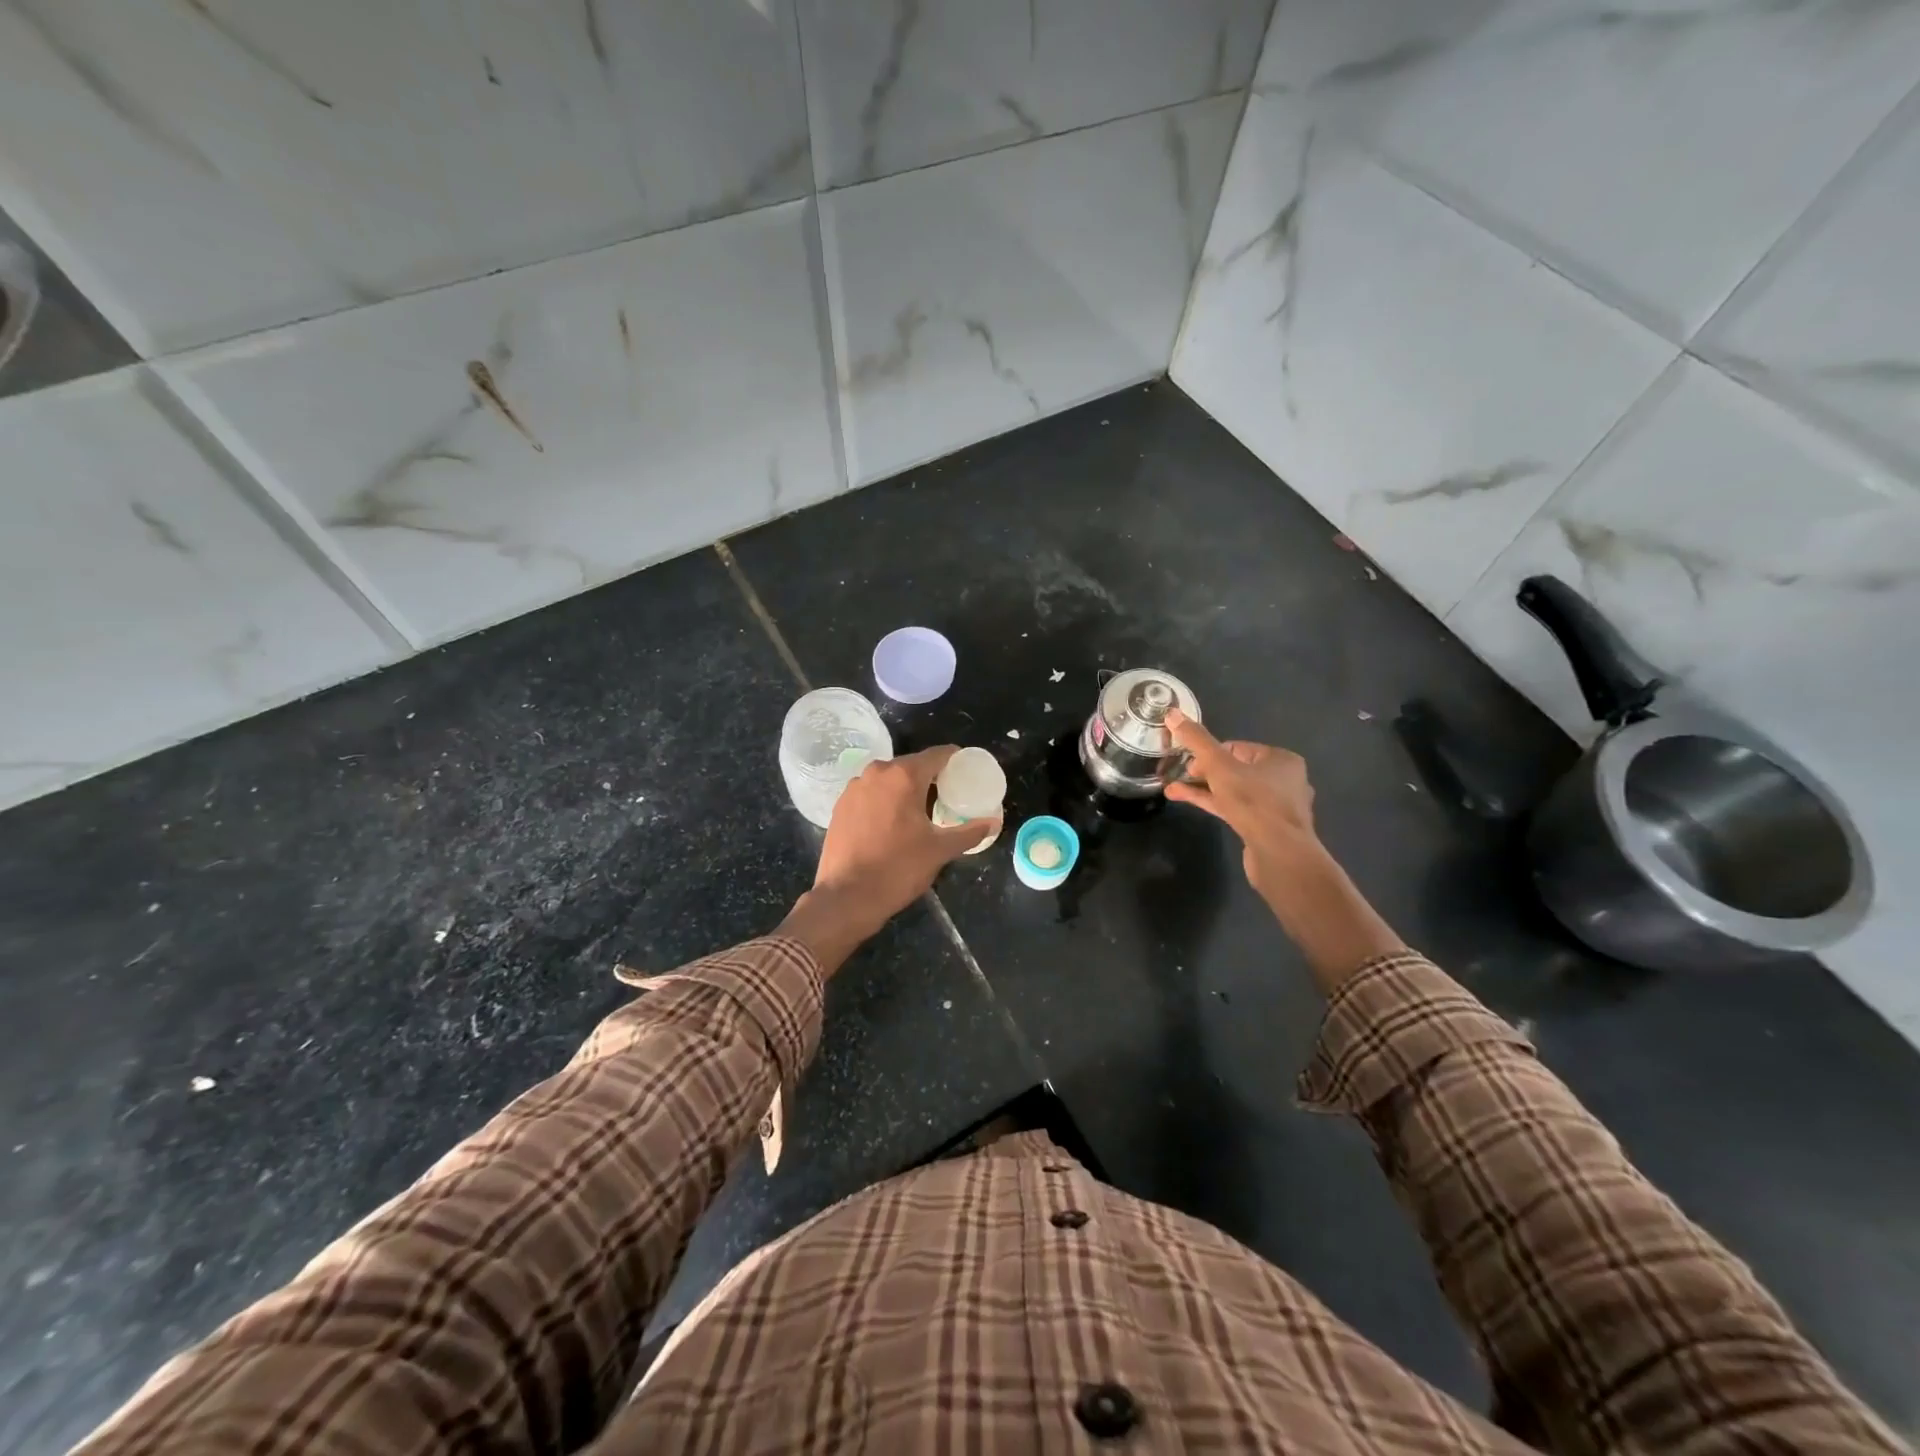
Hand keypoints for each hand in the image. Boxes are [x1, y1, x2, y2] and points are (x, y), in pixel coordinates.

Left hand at [779, 747, 997, 971]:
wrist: (846, 896)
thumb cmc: (898, 868)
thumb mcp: (940, 850)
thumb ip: (969, 832)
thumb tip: (993, 823)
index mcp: (904, 776)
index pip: (938, 755)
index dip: (955, 759)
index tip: (967, 771)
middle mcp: (877, 773)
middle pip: (912, 766)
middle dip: (931, 778)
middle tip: (948, 796)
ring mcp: (854, 788)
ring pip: (888, 780)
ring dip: (905, 790)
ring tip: (920, 812)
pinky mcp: (840, 805)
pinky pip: (870, 794)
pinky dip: (884, 801)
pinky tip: (891, 823)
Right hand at [1164, 710, 1318, 904]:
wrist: (1280, 854)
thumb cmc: (1253, 802)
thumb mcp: (1219, 766)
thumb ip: (1197, 740)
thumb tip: (1172, 713)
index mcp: (1281, 759)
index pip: (1236, 747)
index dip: (1208, 753)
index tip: (1187, 763)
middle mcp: (1285, 780)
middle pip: (1235, 769)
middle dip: (1203, 772)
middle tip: (1179, 776)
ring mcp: (1277, 807)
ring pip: (1234, 791)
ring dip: (1204, 789)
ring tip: (1172, 791)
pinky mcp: (1268, 829)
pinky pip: (1237, 809)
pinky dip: (1215, 805)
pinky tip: (1193, 805)